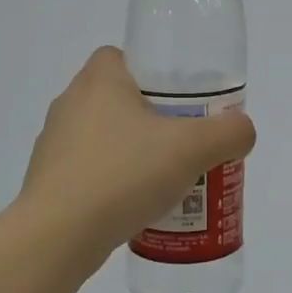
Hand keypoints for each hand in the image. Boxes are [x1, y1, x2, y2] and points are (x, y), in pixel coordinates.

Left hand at [21, 47, 256, 263]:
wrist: (59, 236)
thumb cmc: (123, 175)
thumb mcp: (192, 149)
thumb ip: (228, 133)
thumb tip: (241, 130)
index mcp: (98, 81)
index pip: (123, 56)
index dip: (155, 73)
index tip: (181, 102)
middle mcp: (69, 104)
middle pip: (119, 99)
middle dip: (153, 119)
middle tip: (184, 143)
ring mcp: (54, 144)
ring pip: (105, 137)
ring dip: (134, 153)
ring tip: (166, 180)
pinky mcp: (49, 181)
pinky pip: (91, 171)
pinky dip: (114, 182)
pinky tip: (136, 207)